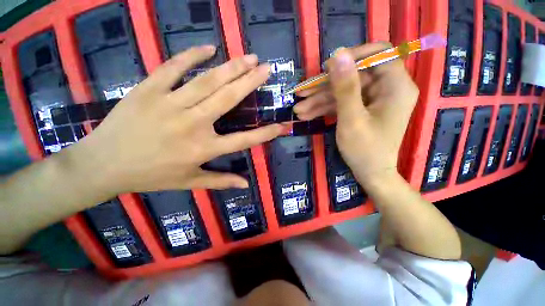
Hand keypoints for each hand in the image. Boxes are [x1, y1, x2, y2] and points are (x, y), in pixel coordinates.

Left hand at [73, 46, 282, 194]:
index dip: (266, 133)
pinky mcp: (148, 90)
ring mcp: (169, 104)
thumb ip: (220, 181)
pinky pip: (173, 67)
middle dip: (250, 82)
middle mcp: (192, 124)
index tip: (282, 125)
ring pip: (207, 81)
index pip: (244, 140)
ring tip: (249, 57)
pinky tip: (209, 48)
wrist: (102, 165)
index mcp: (203, 149)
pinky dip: (192, 55)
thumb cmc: (150, 176)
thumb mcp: (189, 182)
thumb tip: (245, 184)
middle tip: (266, 69)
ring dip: (231, 67)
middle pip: (228, 99)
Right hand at [298, 44, 418, 187]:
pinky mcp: (362, 109)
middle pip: (353, 76)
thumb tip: (337, 54)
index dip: (352, 56)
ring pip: (343, 91)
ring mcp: (373, 100)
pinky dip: (325, 108)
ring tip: (298, 110)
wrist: (370, 174)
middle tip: (301, 94)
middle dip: (324, 87)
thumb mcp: (351, 119)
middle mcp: (387, 88)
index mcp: (395, 86)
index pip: (378, 54)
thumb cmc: (365, 150)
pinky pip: (342, 103)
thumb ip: (345, 87)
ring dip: (319, 100)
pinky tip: (307, 114)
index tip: (327, 68)